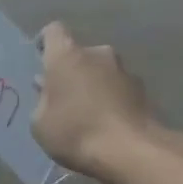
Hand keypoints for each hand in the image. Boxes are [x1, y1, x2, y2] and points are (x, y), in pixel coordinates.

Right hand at [33, 23, 182, 183]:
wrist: (132, 151)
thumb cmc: (75, 132)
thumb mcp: (39, 122)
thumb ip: (42, 100)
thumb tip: (49, 90)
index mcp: (67, 56)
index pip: (53, 32)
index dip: (44, 43)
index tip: (39, 61)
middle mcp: (98, 54)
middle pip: (78, 54)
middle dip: (68, 71)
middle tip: (59, 96)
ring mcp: (124, 70)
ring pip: (99, 71)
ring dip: (90, 85)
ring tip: (83, 113)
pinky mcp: (143, 90)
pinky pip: (116, 88)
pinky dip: (108, 99)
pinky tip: (103, 123)